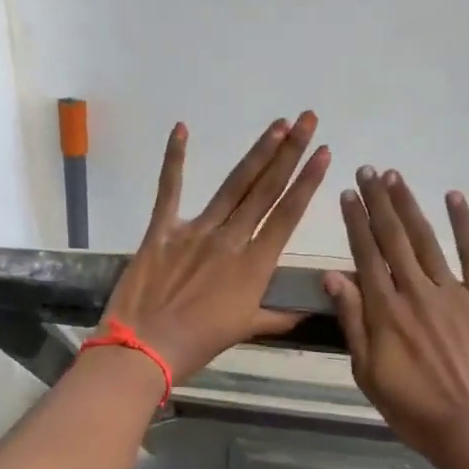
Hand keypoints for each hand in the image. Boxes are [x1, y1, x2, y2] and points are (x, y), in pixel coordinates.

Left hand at [103, 114, 330, 381]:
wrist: (144, 349)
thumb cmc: (198, 344)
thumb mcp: (245, 330)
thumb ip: (277, 316)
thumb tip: (307, 311)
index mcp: (254, 266)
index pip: (287, 215)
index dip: (307, 182)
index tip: (324, 153)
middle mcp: (230, 240)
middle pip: (265, 190)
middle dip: (290, 152)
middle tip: (308, 120)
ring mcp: (194, 232)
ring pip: (232, 186)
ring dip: (257, 153)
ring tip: (277, 125)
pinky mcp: (160, 231)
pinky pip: (168, 190)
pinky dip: (173, 159)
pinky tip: (181, 128)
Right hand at [323, 168, 468, 468]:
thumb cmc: (413, 409)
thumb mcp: (368, 372)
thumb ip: (352, 322)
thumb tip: (333, 277)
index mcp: (385, 311)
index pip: (365, 255)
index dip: (355, 222)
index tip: (346, 195)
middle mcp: (416, 291)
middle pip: (394, 238)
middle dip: (378, 202)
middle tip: (367, 171)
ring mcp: (454, 293)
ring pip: (427, 239)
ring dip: (410, 205)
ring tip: (395, 176)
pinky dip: (464, 224)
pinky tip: (453, 198)